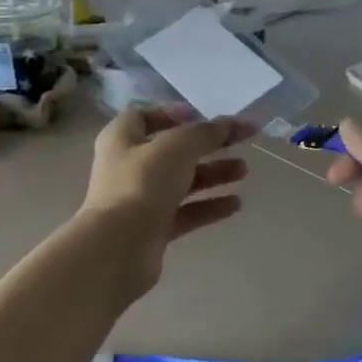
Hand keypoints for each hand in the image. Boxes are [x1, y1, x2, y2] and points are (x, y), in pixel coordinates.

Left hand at [79, 107, 252, 293]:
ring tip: (243, 171)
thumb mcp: (177, 147)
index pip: (145, 116)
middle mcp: (128, 167)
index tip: (205, 116)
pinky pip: (186, 212)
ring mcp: (140, 200)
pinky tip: (235, 204)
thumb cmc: (141, 184)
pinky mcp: (153, 229)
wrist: (118, 248)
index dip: (175, 113)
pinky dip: (209, 206)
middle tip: (240, 142)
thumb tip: (229, 123)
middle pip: (173, 150)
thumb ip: (205, 133)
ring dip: (213, 174)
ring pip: (182, 182)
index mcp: (122, 139)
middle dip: (207, 146)